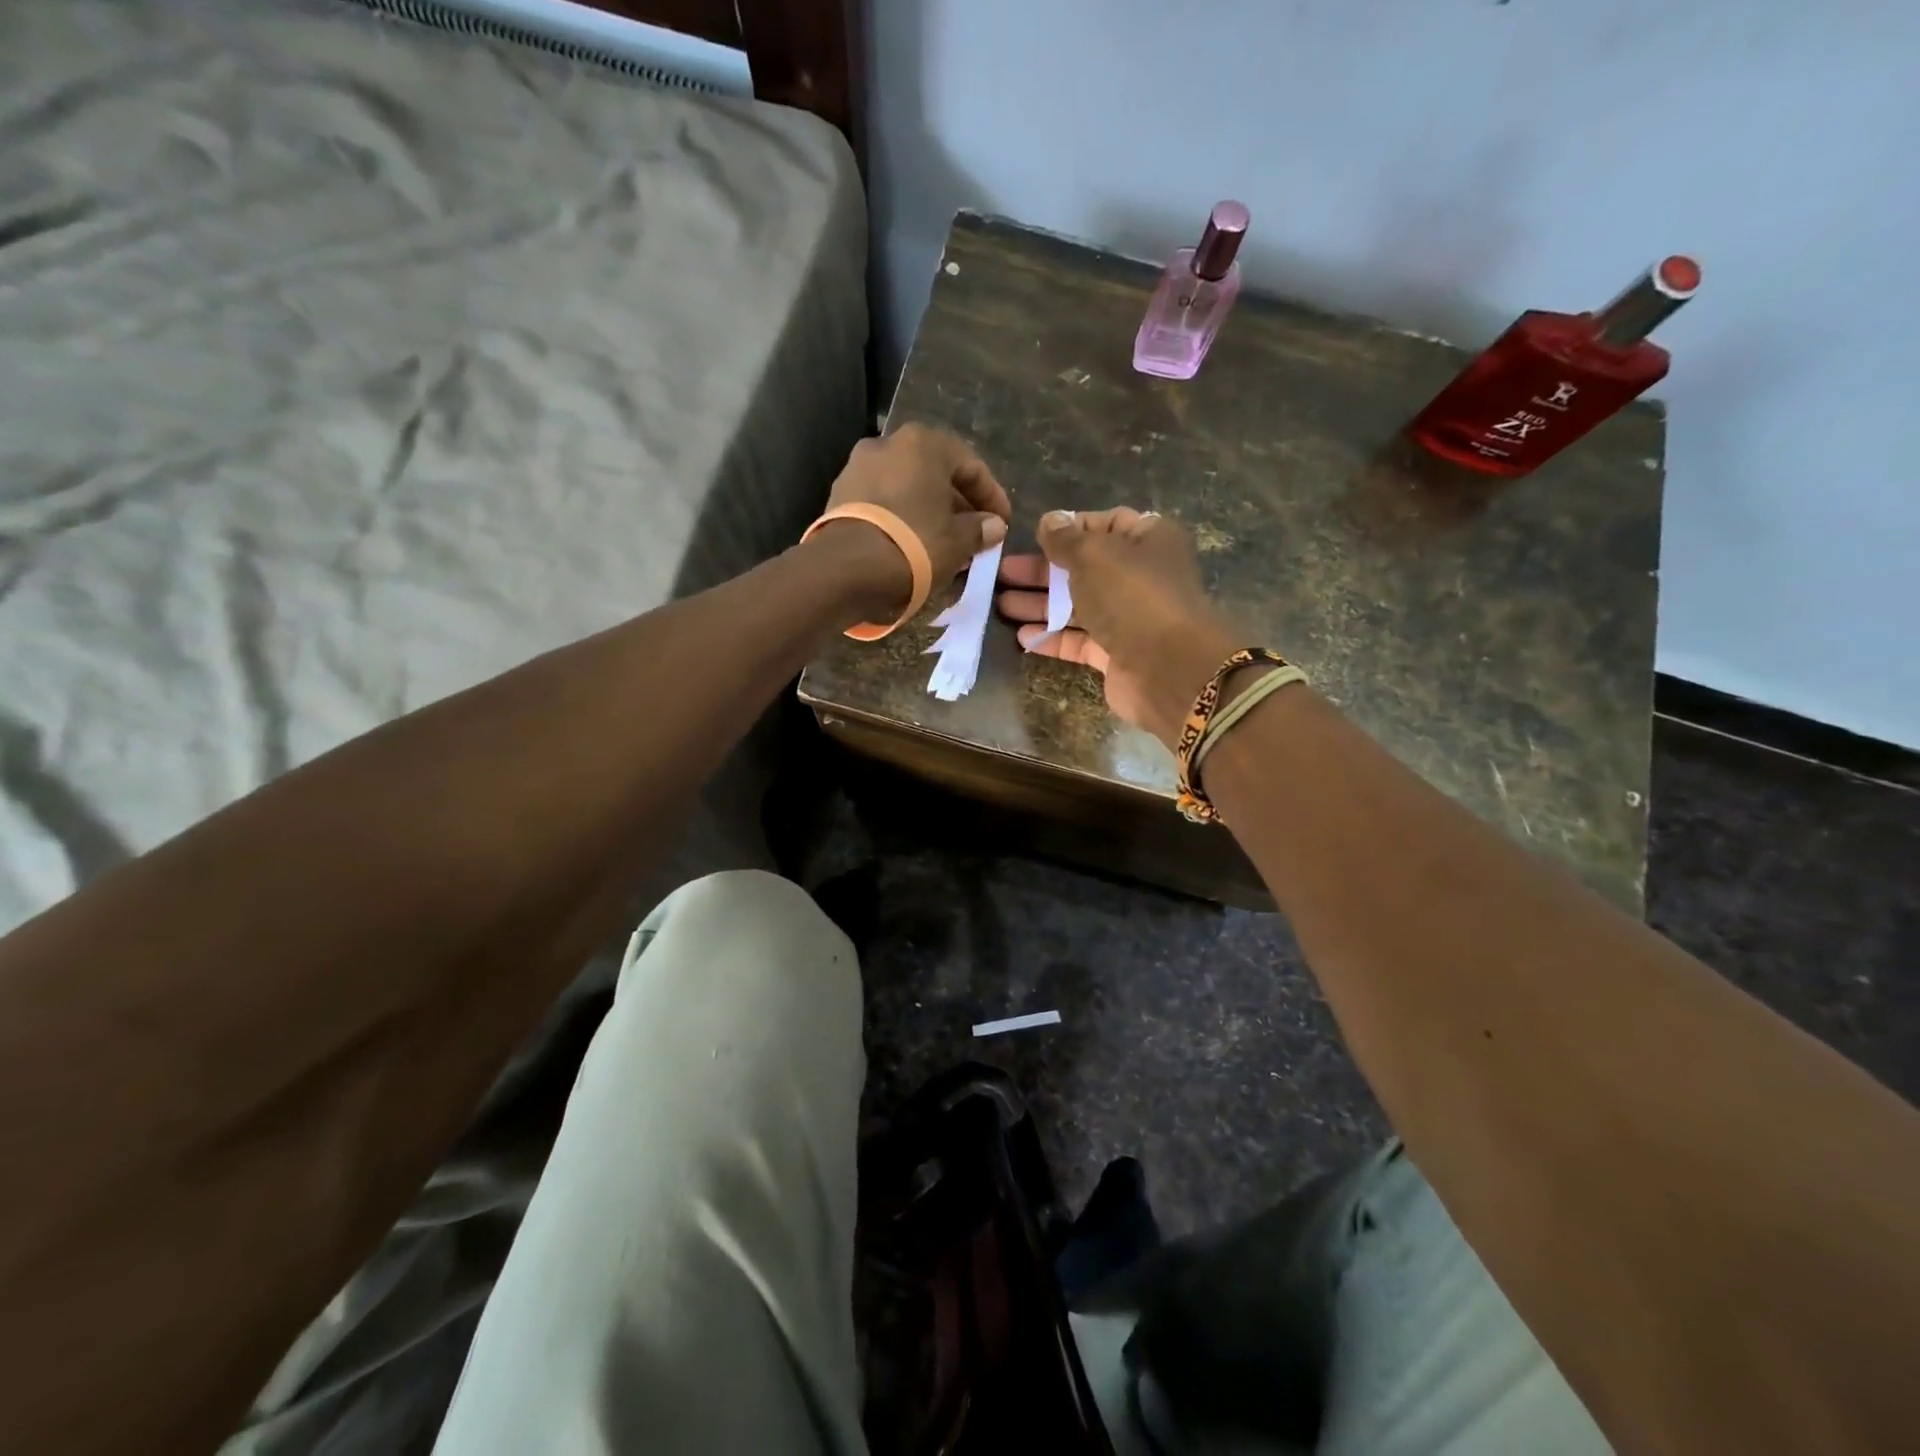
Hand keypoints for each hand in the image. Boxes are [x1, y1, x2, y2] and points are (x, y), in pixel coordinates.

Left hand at [820, 424, 1010, 617]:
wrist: (845, 569)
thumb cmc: (913, 545)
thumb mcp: (958, 541)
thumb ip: (979, 529)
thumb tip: (993, 525)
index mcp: (923, 443)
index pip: (971, 465)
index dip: (992, 497)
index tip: (1002, 523)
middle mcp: (888, 444)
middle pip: (935, 474)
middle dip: (958, 505)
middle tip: (974, 534)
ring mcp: (858, 467)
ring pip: (908, 488)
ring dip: (929, 512)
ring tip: (945, 544)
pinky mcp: (839, 495)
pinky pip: (883, 503)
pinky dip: (903, 518)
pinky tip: (913, 545)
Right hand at [997, 508, 1238, 747]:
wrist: (1168, 667)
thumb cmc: (1132, 595)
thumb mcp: (1094, 554)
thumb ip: (1066, 538)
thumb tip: (1049, 520)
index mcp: (1148, 540)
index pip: (1105, 524)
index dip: (1069, 528)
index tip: (1033, 536)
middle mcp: (1141, 576)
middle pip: (1084, 567)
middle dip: (1042, 571)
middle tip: (1001, 574)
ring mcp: (1129, 618)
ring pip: (1078, 605)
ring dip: (1040, 604)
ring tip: (1001, 605)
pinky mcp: (1116, 654)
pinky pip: (1079, 640)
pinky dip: (1052, 637)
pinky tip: (1022, 636)